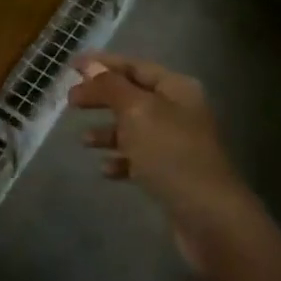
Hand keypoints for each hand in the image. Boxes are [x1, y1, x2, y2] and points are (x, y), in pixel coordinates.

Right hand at [69, 53, 248, 272]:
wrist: (210, 217)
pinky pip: (140, 158)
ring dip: (107, 131)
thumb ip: (111, 86)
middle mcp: (179, 111)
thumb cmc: (171, 153)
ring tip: (84, 141)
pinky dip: (121, 159)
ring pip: (134, 128)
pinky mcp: (173, 173)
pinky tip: (106, 169)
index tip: (70, 66)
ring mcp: (177, 143)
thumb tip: (91, 65)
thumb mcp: (137, 112)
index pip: (134, 66)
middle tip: (70, 102)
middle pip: (132, 95)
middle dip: (100, 97)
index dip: (102, 64)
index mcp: (176, 88)